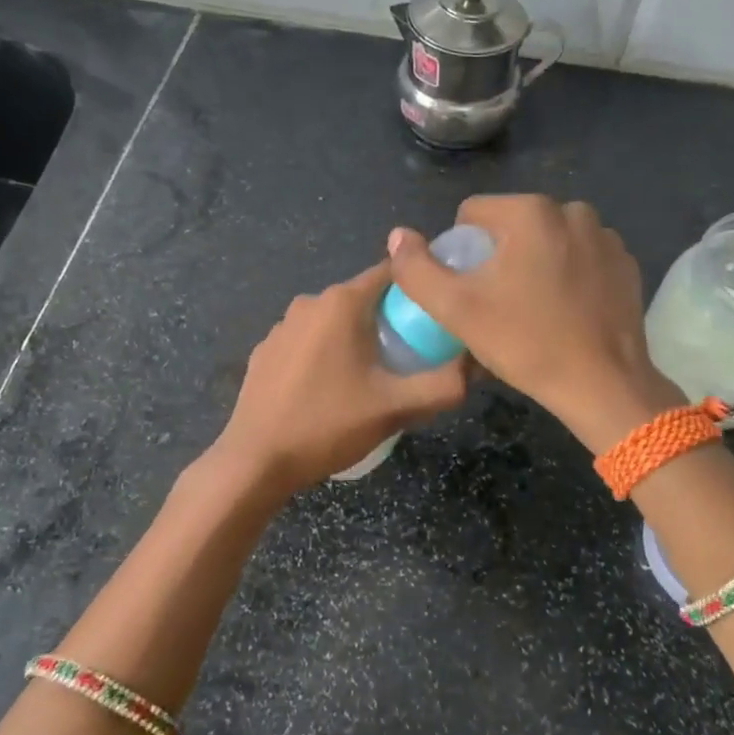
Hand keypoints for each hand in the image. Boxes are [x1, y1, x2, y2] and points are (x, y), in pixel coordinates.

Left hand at [212, 262, 468, 494]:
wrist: (255, 461)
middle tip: (413, 357)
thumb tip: (478, 363)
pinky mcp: (264, 351)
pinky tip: (329, 390)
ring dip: (357, 339)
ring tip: (373, 379)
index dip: (421, 288)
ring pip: (335, 321)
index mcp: (342, 302)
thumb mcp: (396, 408)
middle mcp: (309, 302)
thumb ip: (445, 384)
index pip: (393, 273)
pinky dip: (326, 354)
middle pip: (365, 298)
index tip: (440, 312)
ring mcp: (281, 326)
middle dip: (391, 320)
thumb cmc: (328, 425)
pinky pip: (308, 341)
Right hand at [387, 195, 680, 450]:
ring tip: (532, 309)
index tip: (468, 290)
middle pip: (512, 225)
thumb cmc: (525, 343)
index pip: (473, 213)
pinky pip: (579, 257)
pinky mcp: (625, 262)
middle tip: (497, 303)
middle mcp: (572, 210)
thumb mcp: (456, 310)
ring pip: (547, 240)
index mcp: (531, 212)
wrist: (602, 384)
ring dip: (533, 263)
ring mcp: (605, 236)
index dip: (460, 250)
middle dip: (498, 255)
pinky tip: (565, 310)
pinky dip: (567, 274)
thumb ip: (416, 269)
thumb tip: (398, 236)